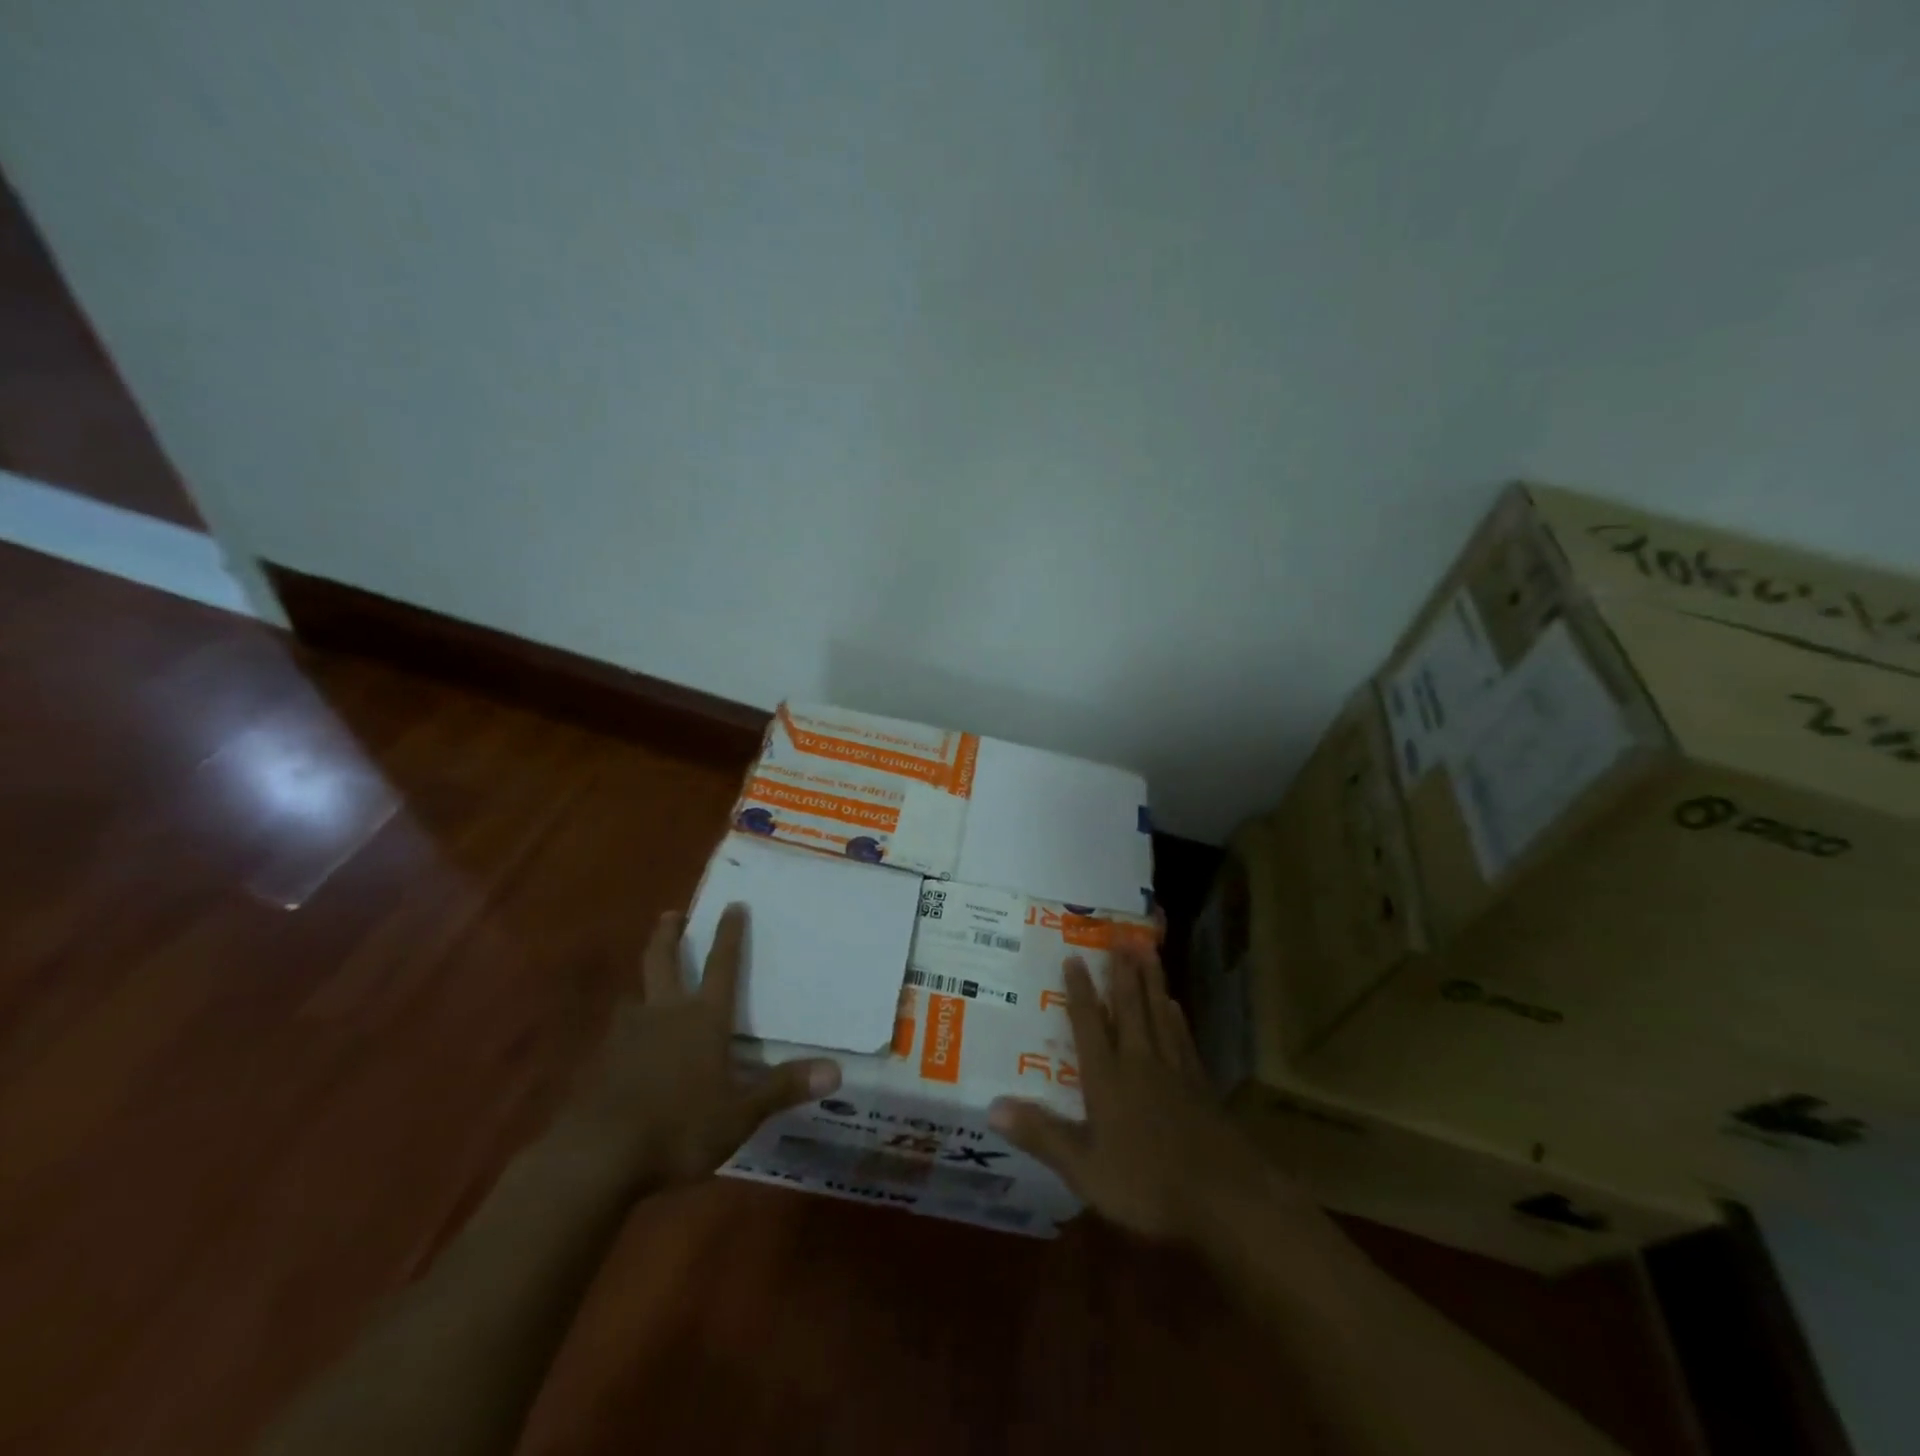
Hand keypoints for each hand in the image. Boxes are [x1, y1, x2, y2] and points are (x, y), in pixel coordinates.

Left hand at [559, 904, 840, 1188]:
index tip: (732, 905)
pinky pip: (617, 1032)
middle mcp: (665, 1013)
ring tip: (647, 983)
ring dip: (643, 981)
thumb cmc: (679, 1126)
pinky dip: (626, 1026)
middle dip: (669, 935)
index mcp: (703, 1018)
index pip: (722, 965)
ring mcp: (626, 1035)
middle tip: (671, 914)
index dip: (729, 934)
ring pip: (635, 994)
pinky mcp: (600, 1062)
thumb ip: (783, 1088)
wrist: (597, 1155)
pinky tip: (627, 1043)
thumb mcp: (740, 1113)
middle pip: (664, 961)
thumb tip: (836, 1070)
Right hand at [989, 943, 1286, 1243]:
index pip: (1089, 1025)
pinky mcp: (1200, 1086)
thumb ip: (1041, 1135)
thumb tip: (992, 1106)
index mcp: (1107, 1079)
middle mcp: (1139, 1063)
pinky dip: (1176, 1018)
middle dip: (1123, 972)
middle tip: (1121, 935)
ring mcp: (1174, 1071)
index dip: (1080, 991)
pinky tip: (1176, 1007)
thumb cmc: (1148, 1185)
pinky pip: (1183, 1039)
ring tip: (1148, 952)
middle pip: (1130, 1008)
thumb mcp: (1084, 1169)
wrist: (1225, 1197)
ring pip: (1159, 1014)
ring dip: (1151, 982)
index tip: (1074, 957)